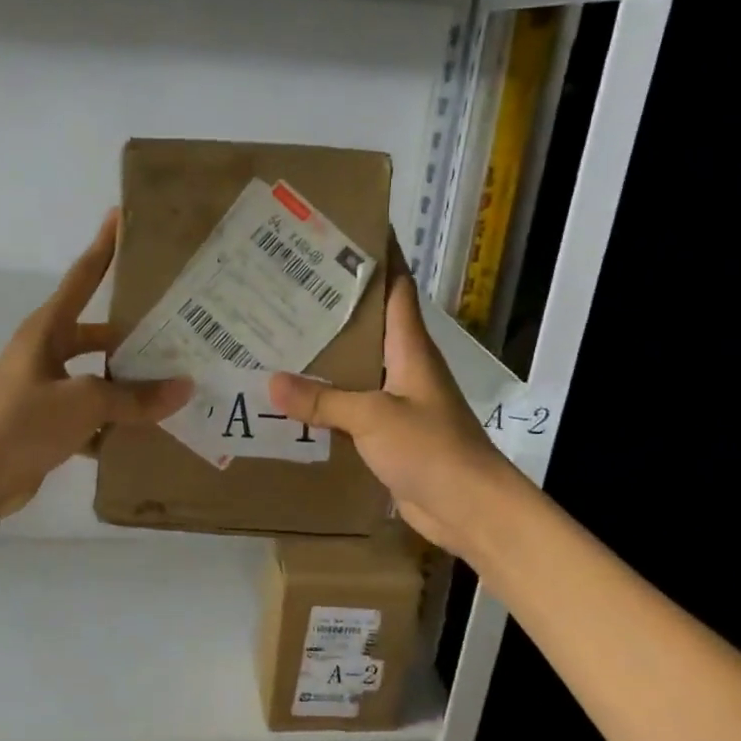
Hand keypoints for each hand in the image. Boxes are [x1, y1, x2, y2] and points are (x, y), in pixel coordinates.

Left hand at [0, 210, 191, 521]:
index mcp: (48, 330)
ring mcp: (47, 389)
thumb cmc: (20, 422)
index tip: (123, 216)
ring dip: (130, 385)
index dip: (104, 247)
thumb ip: (134, 397)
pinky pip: (93, 416)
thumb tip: (184, 388)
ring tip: (177, 386)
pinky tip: (149, 434)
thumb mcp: (83, 403)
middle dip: (137, 335)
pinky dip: (115, 424)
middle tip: (184, 331)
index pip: (84, 277)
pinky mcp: (49, 424)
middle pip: (101, 334)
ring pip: (100, 379)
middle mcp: (48, 352)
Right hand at [269, 254, 519, 558]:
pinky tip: (294, 400)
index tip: (343, 232)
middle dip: (334, 306)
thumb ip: (324, 400)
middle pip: (369, 325)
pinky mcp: (389, 434)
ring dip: (326, 356)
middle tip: (286, 287)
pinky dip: (327, 401)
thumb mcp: (374, 417)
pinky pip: (352, 408)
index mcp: (411, 348)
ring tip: (279, 337)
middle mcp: (405, 367)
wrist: (469, 508)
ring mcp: (398, 402)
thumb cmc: (431, 448)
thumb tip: (271, 381)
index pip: (396, 287)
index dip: (377, 257)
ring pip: (357, 368)